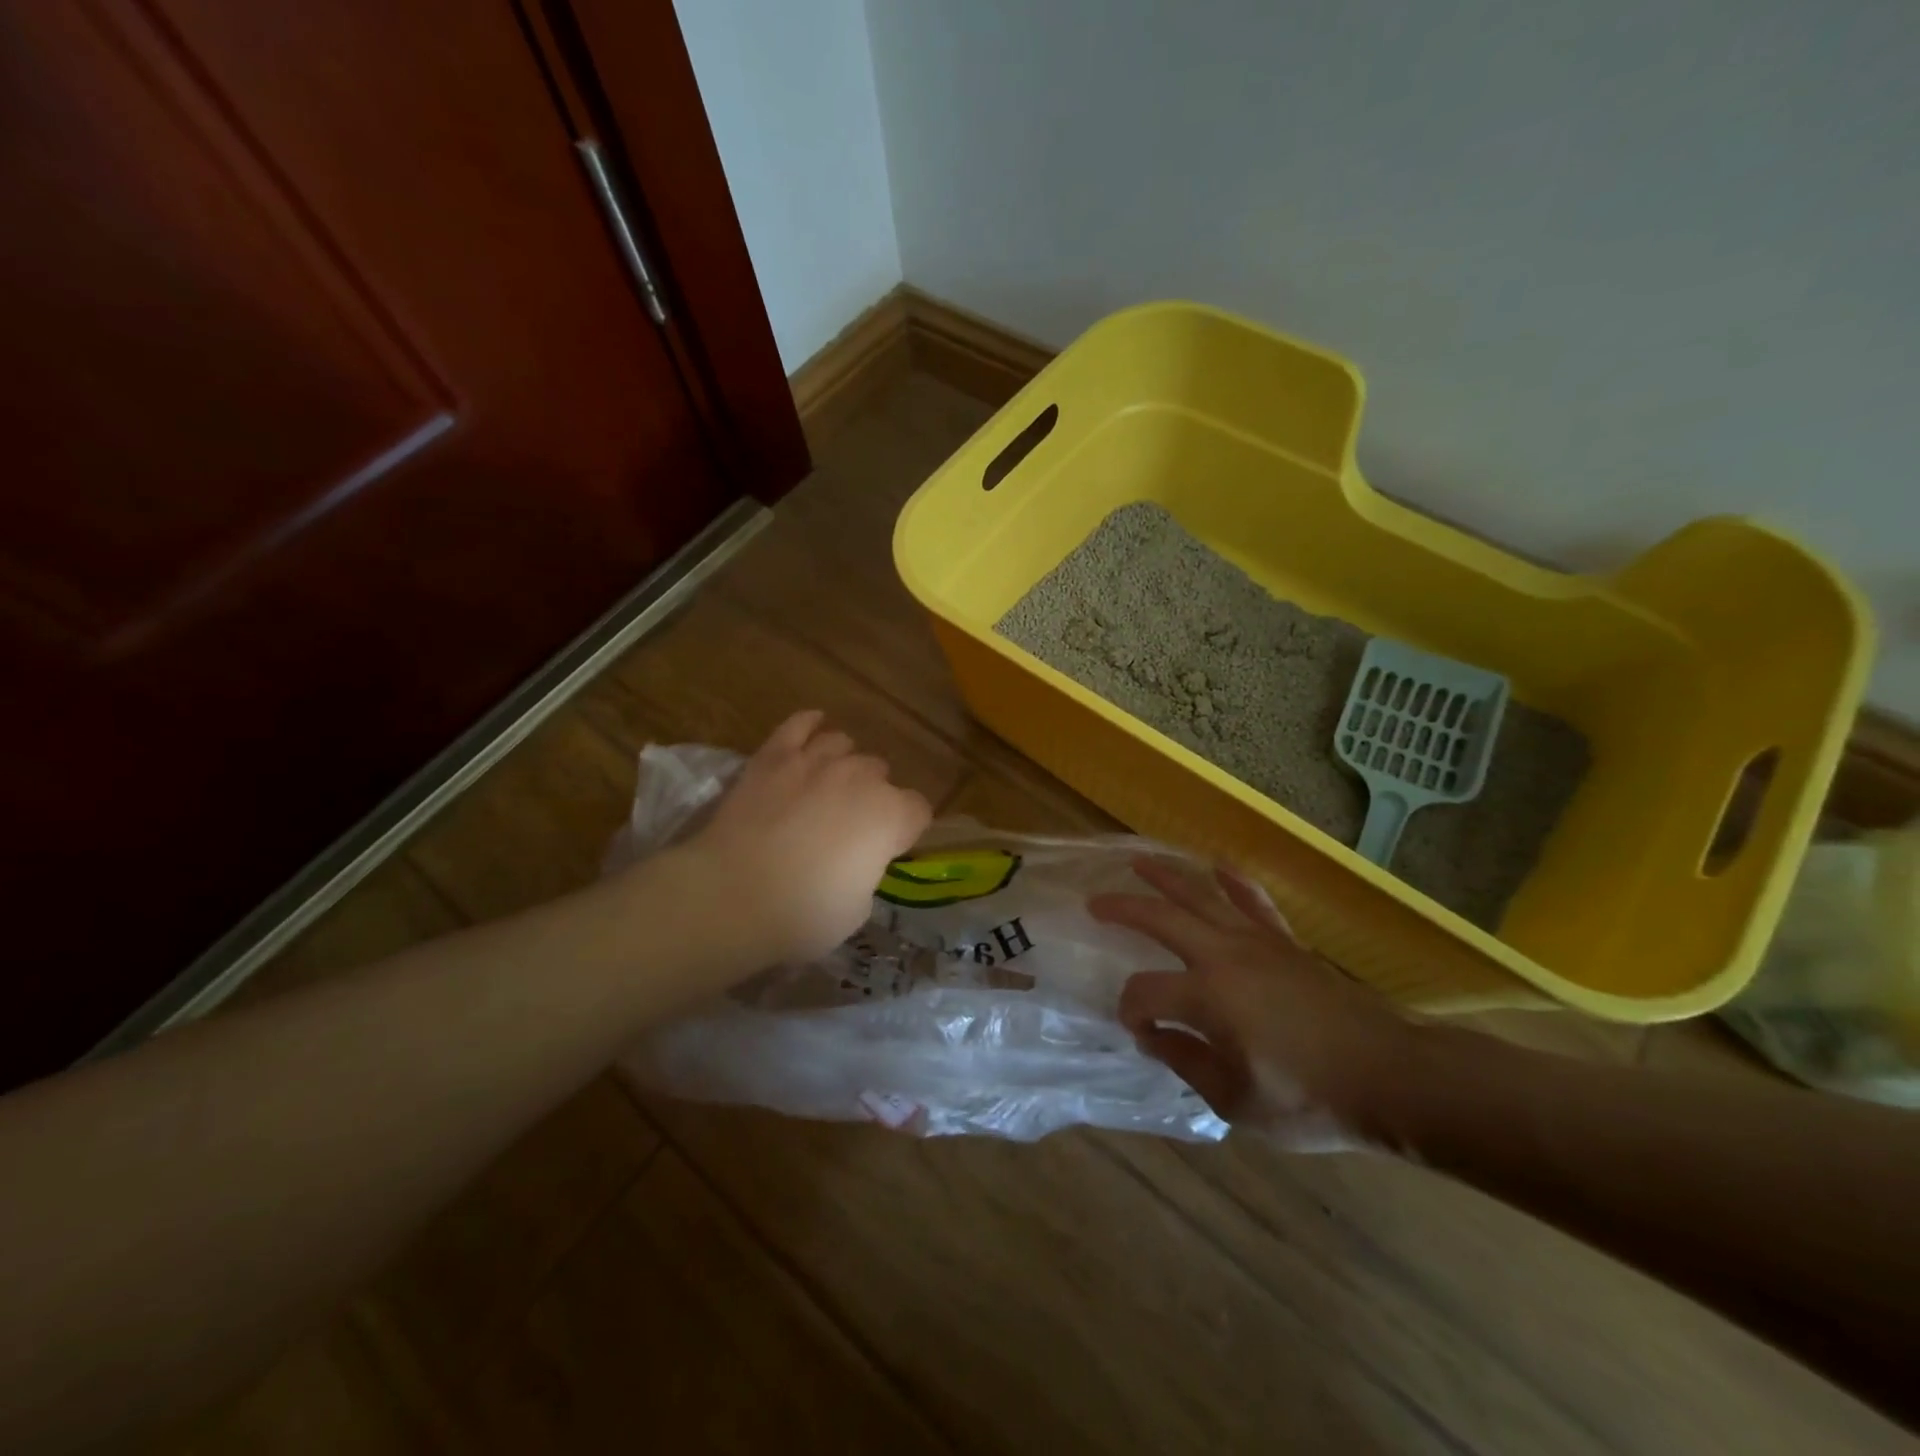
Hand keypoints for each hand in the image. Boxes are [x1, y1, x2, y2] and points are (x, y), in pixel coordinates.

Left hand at [681, 710, 931, 964]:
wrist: (731, 896)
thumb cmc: (803, 914)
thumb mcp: (857, 908)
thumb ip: (866, 871)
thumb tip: (855, 860)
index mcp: (890, 816)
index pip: (918, 810)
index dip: (906, 830)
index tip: (889, 849)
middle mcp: (861, 778)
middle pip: (880, 774)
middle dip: (873, 795)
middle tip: (851, 825)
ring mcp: (816, 760)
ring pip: (843, 744)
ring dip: (844, 763)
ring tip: (831, 782)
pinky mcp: (774, 757)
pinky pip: (798, 725)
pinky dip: (809, 724)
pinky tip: (813, 725)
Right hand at [1091, 858, 1416, 1150]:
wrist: (1390, 1077)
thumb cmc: (1310, 1099)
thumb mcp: (1237, 1101)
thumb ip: (1186, 1063)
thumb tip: (1153, 1036)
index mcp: (1207, 998)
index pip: (1145, 992)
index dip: (1131, 1009)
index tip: (1137, 1030)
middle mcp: (1224, 956)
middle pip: (1161, 918)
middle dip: (1123, 909)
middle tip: (1095, 903)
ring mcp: (1257, 942)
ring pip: (1202, 896)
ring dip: (1166, 877)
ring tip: (1139, 862)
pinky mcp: (1285, 941)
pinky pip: (1253, 901)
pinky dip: (1233, 882)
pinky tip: (1217, 867)